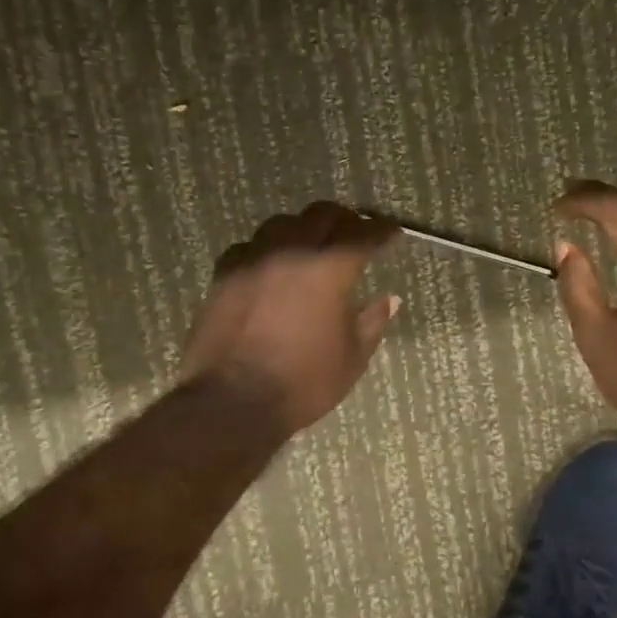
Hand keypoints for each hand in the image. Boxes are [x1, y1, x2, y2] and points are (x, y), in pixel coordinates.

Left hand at [181, 202, 400, 434]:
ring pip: (282, 223)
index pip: (363, 236)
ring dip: (303, 229)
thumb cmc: (303, 384)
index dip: (382, 231)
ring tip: (311, 245)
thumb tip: (389, 299)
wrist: (232, 402)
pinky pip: (250, 247)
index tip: (392, 232)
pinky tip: (271, 266)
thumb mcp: (352, 359)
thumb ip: (372, 322)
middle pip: (321, 215)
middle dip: (344, 220)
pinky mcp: (224, 275)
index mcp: (328, 270)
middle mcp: (290, 252)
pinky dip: (268, 249)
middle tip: (356, 233)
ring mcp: (253, 260)